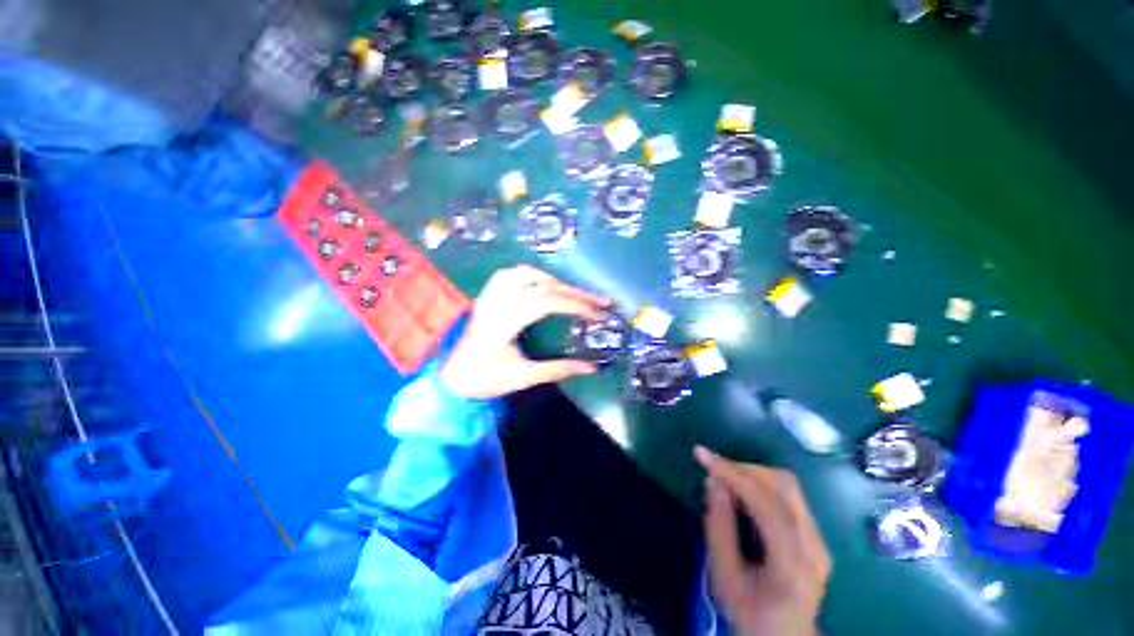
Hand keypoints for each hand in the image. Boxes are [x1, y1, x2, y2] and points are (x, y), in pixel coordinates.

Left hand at [441, 265, 612, 398]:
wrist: (454, 377)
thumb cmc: (487, 379)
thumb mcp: (523, 378)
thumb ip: (558, 370)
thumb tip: (592, 367)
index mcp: (503, 324)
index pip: (545, 303)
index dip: (575, 304)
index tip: (598, 314)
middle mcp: (497, 303)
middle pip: (542, 286)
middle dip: (575, 292)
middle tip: (600, 301)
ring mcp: (490, 296)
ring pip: (526, 273)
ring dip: (555, 281)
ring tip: (574, 294)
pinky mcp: (487, 295)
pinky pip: (511, 273)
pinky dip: (532, 275)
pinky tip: (543, 285)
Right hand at [694, 447, 831, 635]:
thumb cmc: (750, 613)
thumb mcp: (724, 576)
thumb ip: (718, 526)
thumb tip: (713, 481)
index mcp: (793, 566)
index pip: (768, 506)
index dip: (734, 475)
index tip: (703, 455)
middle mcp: (815, 547)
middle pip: (784, 487)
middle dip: (744, 469)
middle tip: (713, 468)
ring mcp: (820, 540)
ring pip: (788, 485)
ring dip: (752, 474)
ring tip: (725, 478)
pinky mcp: (817, 536)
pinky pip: (789, 495)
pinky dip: (761, 484)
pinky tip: (742, 492)